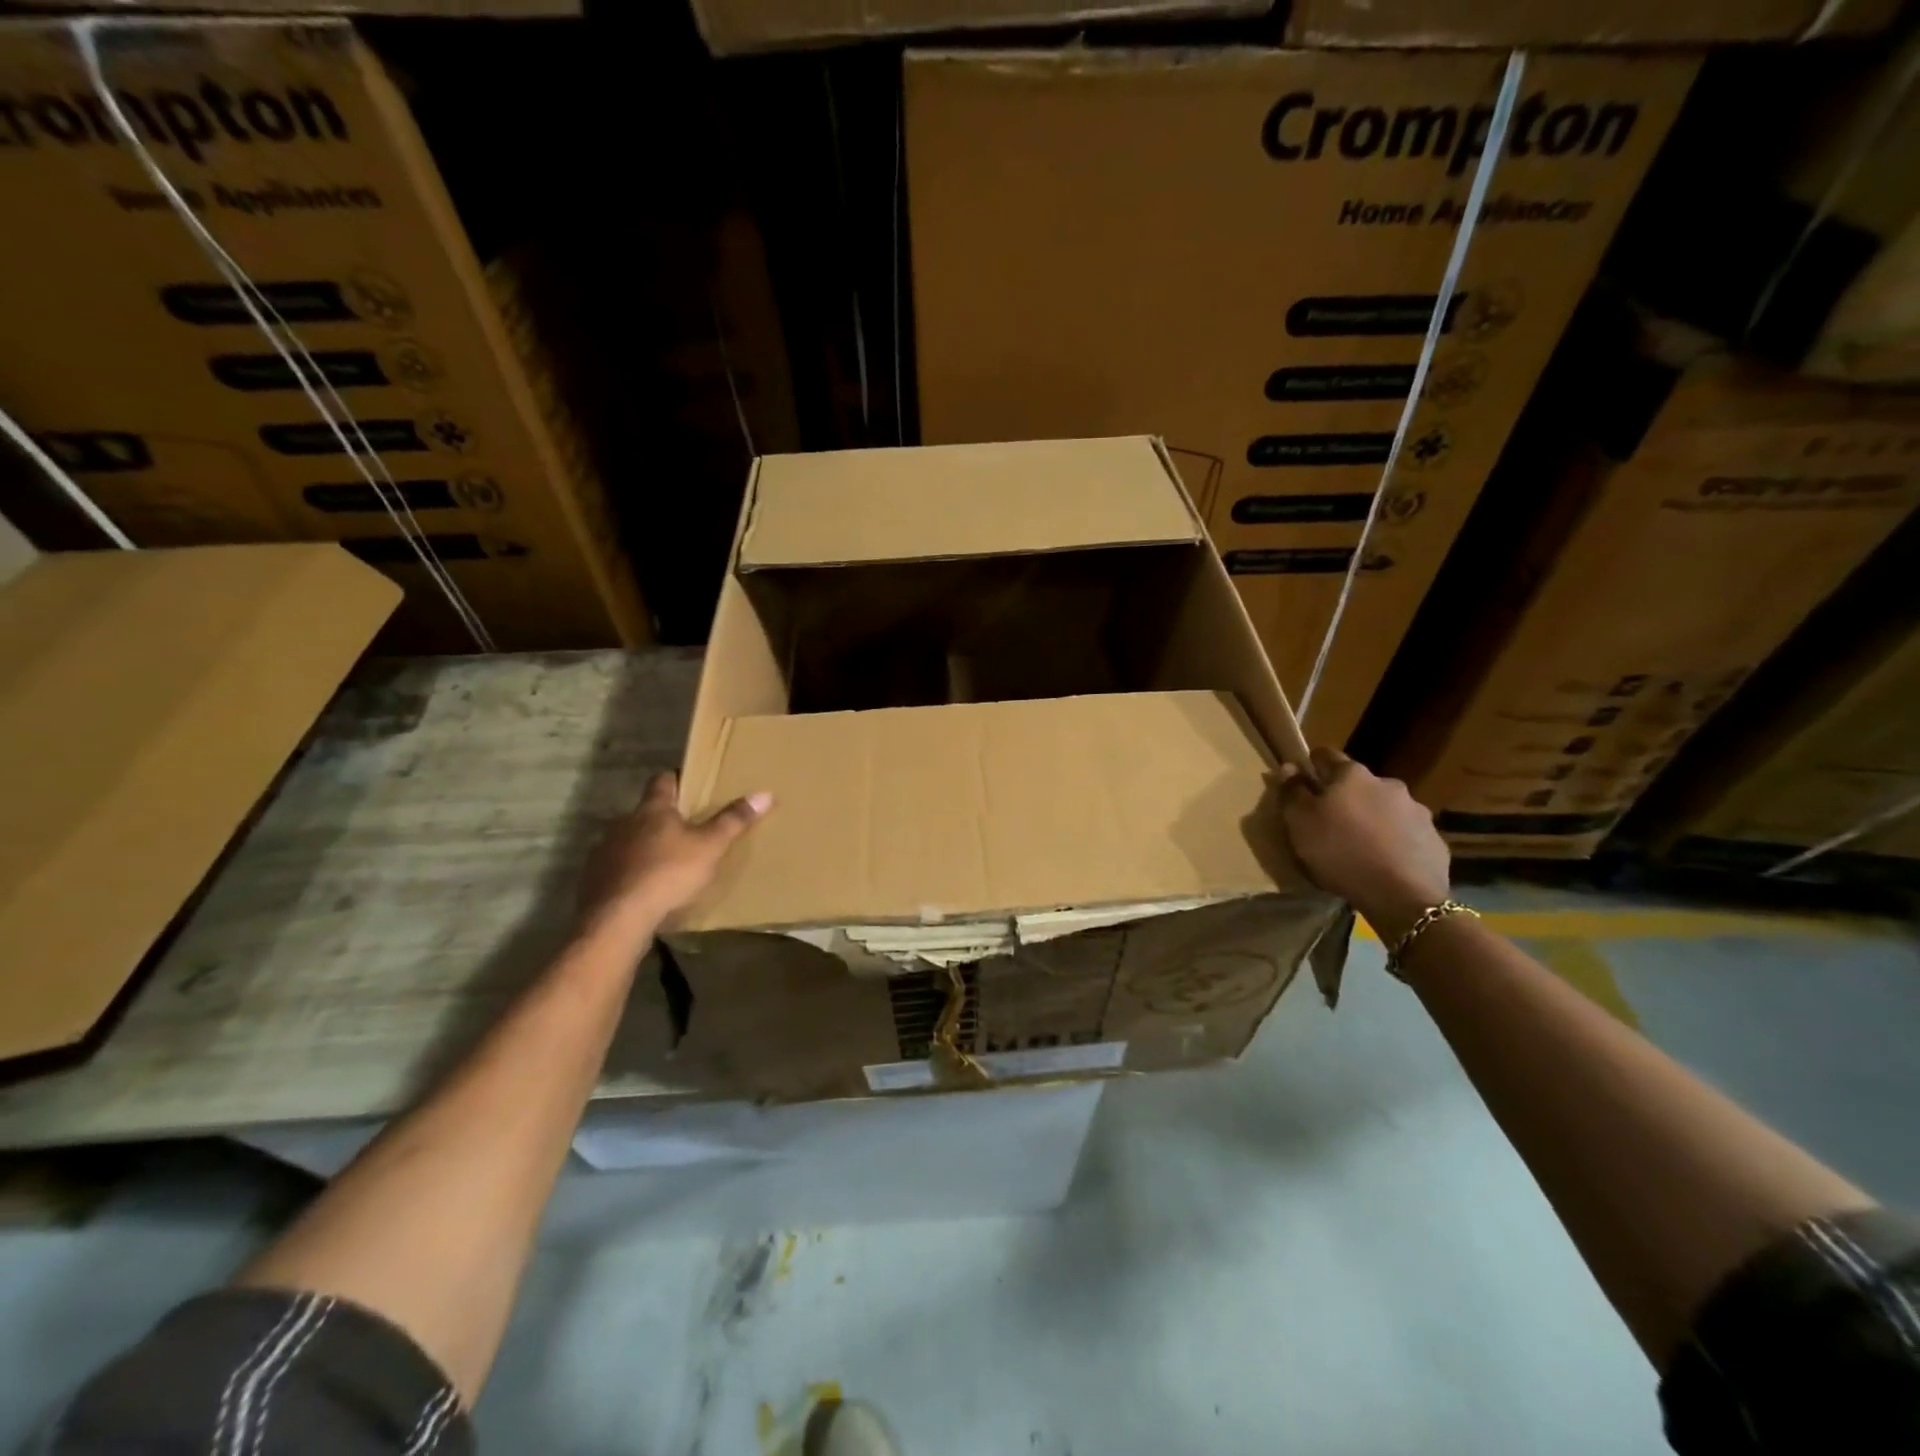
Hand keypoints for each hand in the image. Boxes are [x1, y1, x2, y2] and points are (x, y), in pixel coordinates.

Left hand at [577, 771, 770, 936]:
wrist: (617, 918)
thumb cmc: (668, 873)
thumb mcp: (710, 847)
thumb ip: (734, 821)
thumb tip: (764, 793)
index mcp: (653, 810)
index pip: (663, 781)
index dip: (677, 779)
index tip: (690, 784)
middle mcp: (624, 823)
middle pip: (645, 812)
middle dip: (663, 819)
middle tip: (686, 830)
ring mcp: (604, 851)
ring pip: (628, 840)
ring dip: (644, 847)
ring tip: (666, 863)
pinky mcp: (594, 878)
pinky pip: (615, 868)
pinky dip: (629, 872)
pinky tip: (643, 889)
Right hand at [1276, 747, 1449, 941]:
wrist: (1403, 896)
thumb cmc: (1340, 852)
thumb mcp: (1300, 822)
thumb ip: (1292, 791)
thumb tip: (1289, 767)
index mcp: (1352, 775)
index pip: (1326, 755)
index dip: (1312, 768)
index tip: (1303, 786)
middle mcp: (1388, 784)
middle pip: (1358, 784)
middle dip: (1345, 798)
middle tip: (1331, 824)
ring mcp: (1416, 811)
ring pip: (1385, 808)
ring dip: (1372, 819)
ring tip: (1361, 847)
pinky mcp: (1434, 839)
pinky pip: (1406, 834)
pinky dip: (1394, 841)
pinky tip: (1385, 863)